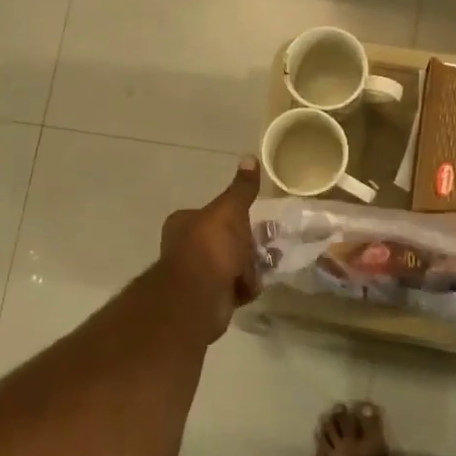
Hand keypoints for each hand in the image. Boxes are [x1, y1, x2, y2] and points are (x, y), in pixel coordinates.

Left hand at [158, 158, 262, 340]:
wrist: (199, 296)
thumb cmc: (212, 245)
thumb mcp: (230, 210)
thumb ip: (242, 188)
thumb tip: (249, 156)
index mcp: (185, 222)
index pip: (214, 214)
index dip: (236, 217)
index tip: (257, 219)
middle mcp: (186, 247)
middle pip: (225, 240)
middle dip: (248, 244)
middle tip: (270, 244)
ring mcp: (196, 275)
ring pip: (231, 265)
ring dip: (250, 266)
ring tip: (268, 264)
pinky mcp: (207, 299)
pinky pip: (232, 288)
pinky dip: (244, 287)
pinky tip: (254, 285)